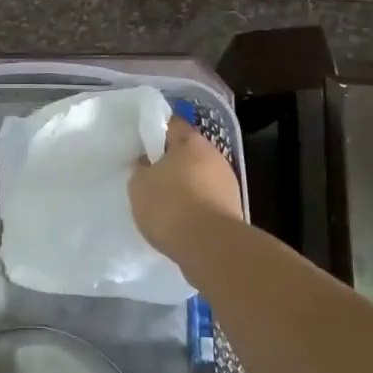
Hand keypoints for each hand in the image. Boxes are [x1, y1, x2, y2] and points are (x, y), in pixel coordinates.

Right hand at [129, 117, 242, 255]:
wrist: (211, 247)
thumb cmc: (170, 205)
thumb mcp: (139, 184)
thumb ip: (142, 169)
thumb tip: (148, 164)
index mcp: (191, 141)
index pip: (172, 125)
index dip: (155, 133)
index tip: (142, 148)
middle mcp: (214, 155)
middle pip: (188, 152)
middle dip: (171, 162)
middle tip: (151, 178)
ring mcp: (227, 182)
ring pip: (200, 176)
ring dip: (185, 186)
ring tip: (165, 205)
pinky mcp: (233, 209)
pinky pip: (208, 200)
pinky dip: (195, 206)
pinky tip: (181, 222)